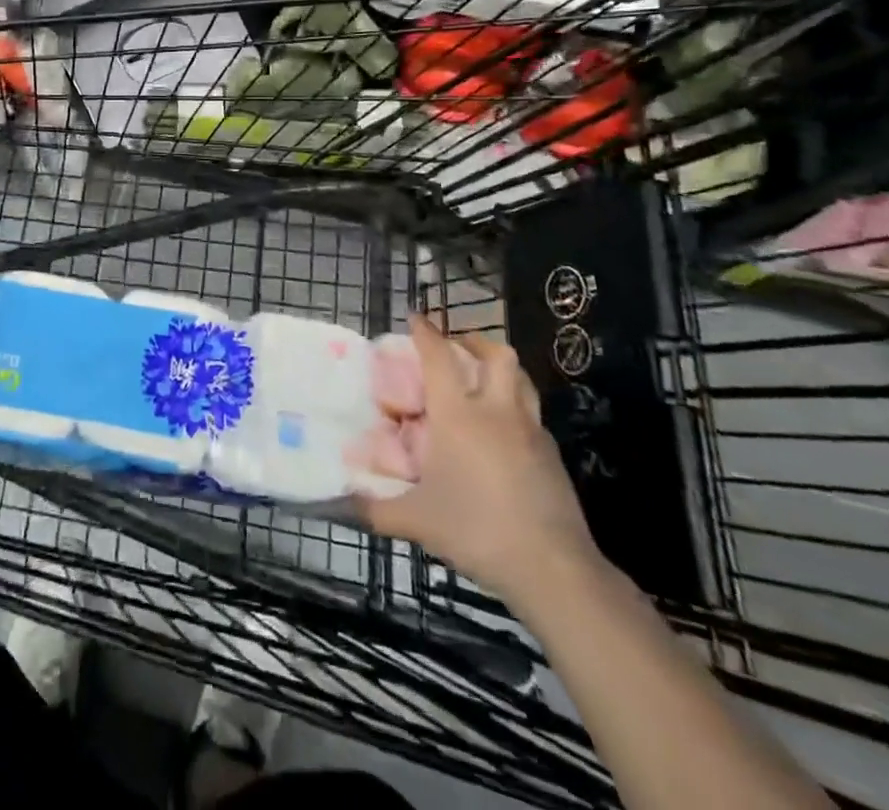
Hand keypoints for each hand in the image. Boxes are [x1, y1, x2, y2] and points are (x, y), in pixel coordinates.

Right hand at [356, 318, 601, 608]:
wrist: (553, 570)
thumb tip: (335, 506)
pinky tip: (503, 432)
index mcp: (459, 415)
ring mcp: (531, 432)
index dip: (426, 333)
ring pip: (521, 380)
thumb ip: (373, 509)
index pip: (439, 357)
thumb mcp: (416, 521)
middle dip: (475, 340)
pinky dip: (515, 408)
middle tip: (456, 345)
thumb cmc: (477, 530)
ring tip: (482, 378)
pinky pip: (532, 415)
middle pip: (496, 355)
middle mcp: (497, 412)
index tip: (415, 318)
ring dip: (501, 369)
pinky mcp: (553, 457)